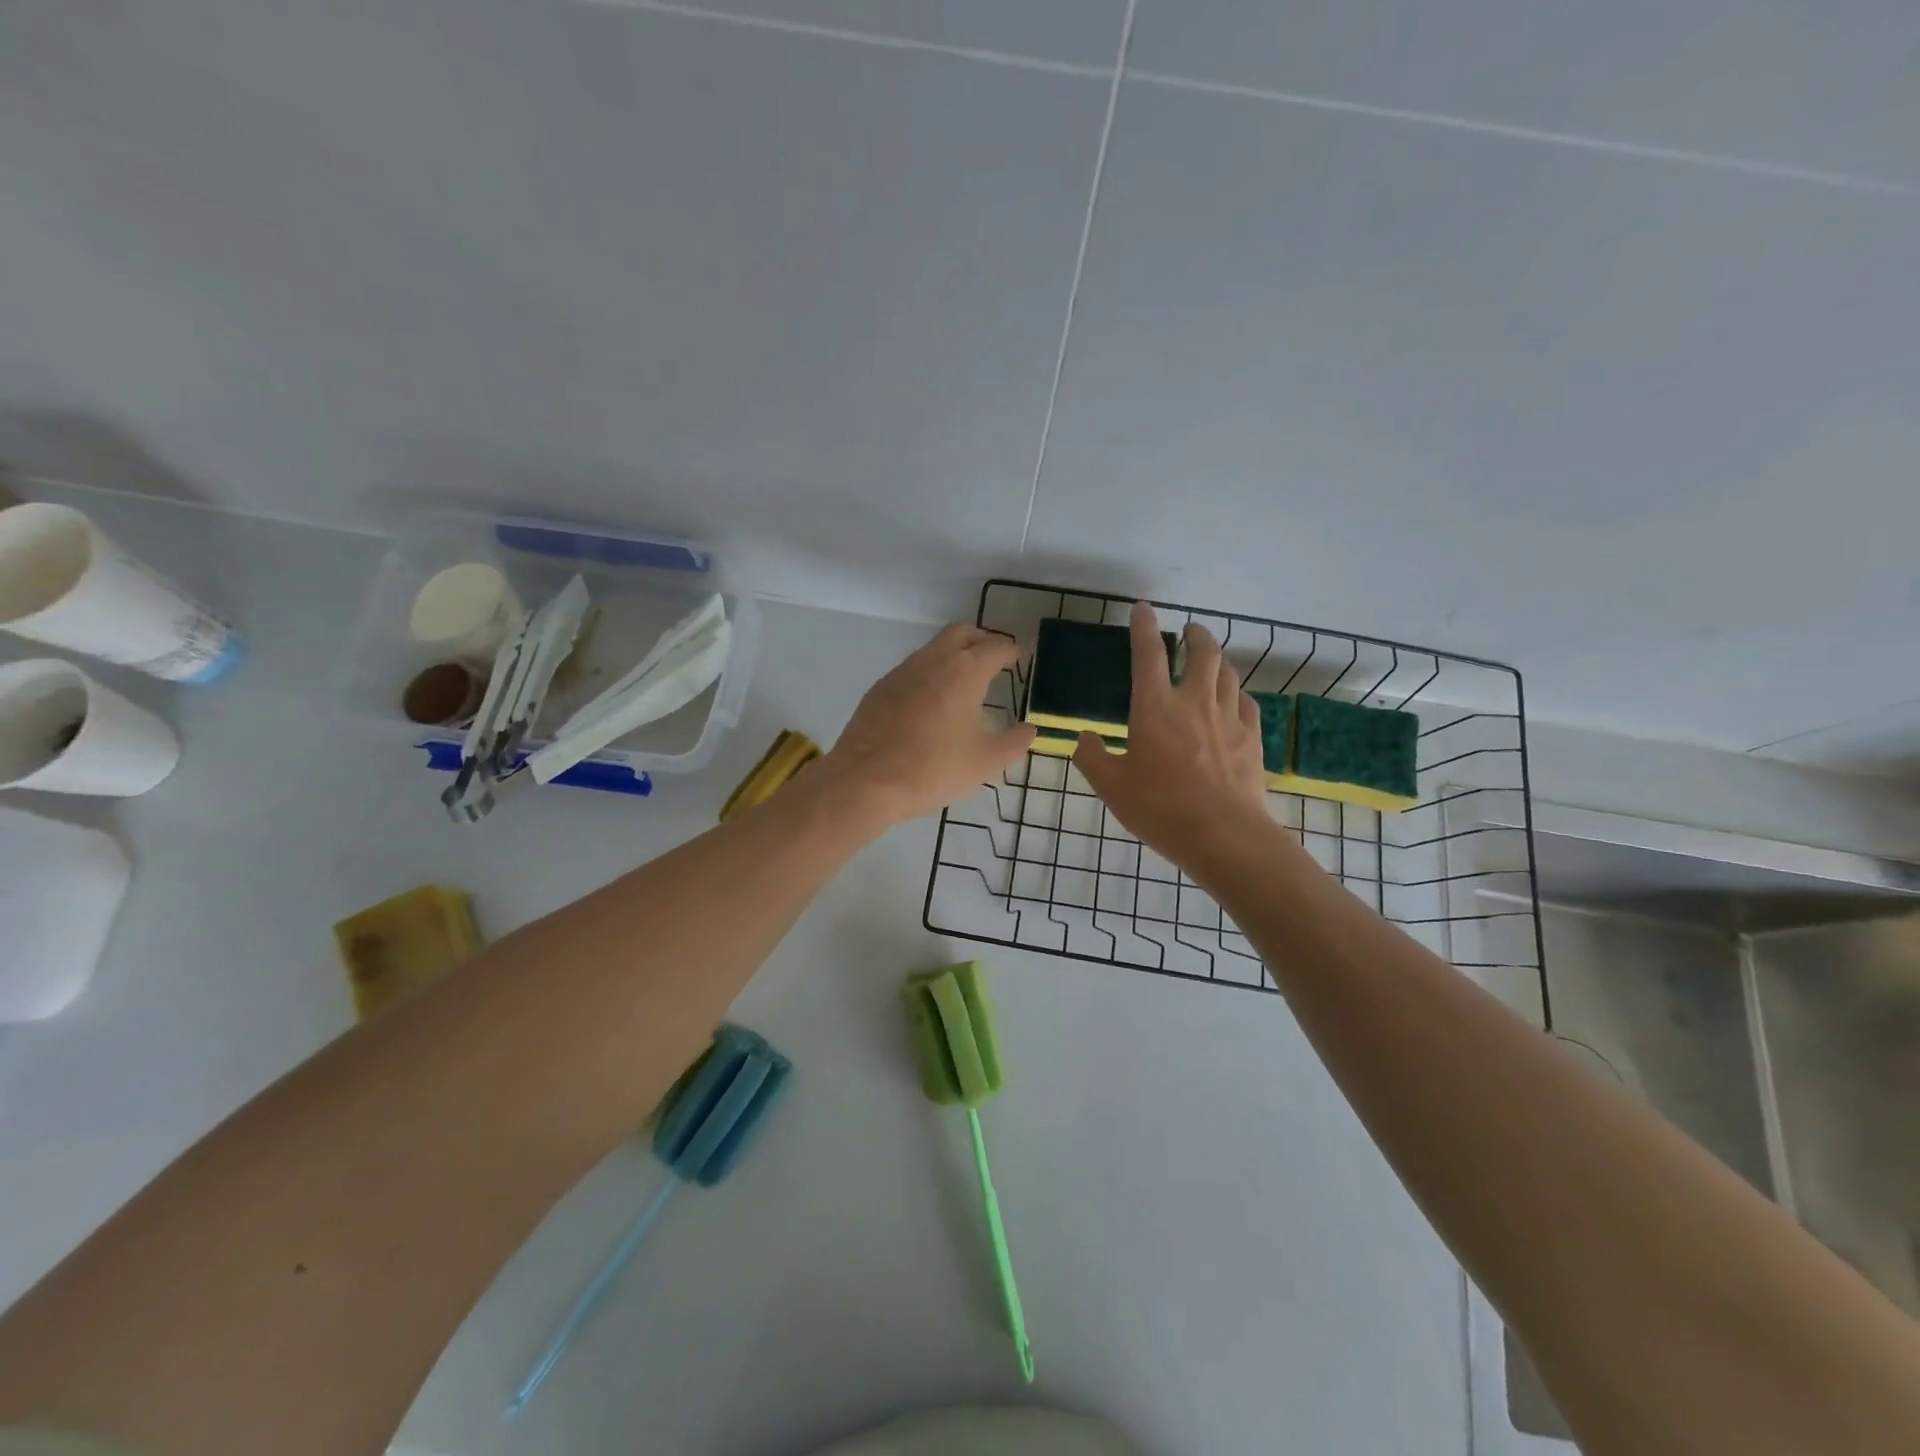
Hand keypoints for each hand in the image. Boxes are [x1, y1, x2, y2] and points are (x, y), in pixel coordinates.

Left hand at [827, 624, 1035, 826]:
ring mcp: (901, 671)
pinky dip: (931, 673)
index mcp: (964, 671)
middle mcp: (933, 660)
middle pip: (963, 633)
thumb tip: (1029, 729)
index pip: (996, 647)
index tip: (1022, 657)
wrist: (865, 781)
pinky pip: (913, 668)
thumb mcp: (986, 762)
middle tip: (996, 659)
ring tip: (966, 682)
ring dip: (954, 654)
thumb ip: (1014, 742)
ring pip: (934, 648)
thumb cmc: (933, 769)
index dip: (1013, 650)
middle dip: (983, 640)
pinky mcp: (880, 688)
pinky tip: (932, 702)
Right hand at [1072, 603, 1270, 872]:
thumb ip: (1092, 757)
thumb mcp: (1111, 787)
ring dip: (1217, 661)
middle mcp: (1194, 701)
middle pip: (1202, 652)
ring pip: (1228, 673)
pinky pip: (1246, 702)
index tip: (1142, 609)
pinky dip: (1236, 693)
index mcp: (1155, 707)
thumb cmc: (1160, 808)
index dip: (1143, 626)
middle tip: (1189, 631)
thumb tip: (1084, 739)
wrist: (1223, 834)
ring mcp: (1228, 718)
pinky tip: (1232, 702)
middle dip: (1195, 634)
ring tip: (1210, 663)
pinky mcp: (1251, 737)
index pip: (1147, 653)